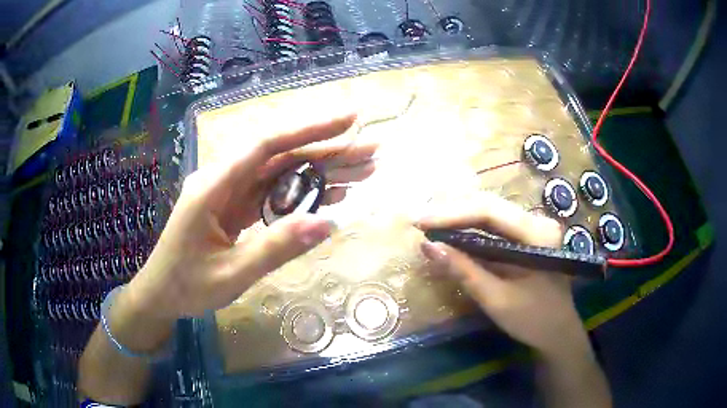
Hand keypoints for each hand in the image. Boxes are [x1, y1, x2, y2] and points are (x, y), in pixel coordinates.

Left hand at [124, 112, 376, 322]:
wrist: (161, 296)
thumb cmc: (186, 286)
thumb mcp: (232, 274)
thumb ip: (276, 248)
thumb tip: (328, 224)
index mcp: (213, 186)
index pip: (267, 146)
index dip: (309, 130)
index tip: (348, 120)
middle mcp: (223, 180)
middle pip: (280, 156)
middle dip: (328, 151)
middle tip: (371, 152)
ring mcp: (230, 193)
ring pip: (281, 173)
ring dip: (321, 172)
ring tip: (362, 172)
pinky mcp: (235, 208)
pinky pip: (273, 194)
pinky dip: (303, 195)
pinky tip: (331, 195)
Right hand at [416, 193, 585, 356]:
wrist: (558, 333)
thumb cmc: (533, 319)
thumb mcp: (497, 299)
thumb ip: (464, 271)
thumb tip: (428, 246)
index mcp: (537, 234)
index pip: (490, 212)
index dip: (452, 214)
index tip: (420, 222)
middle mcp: (537, 222)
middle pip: (489, 206)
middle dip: (453, 213)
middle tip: (420, 222)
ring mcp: (533, 228)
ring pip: (491, 214)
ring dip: (460, 220)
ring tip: (430, 226)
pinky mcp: (527, 238)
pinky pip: (495, 228)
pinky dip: (471, 231)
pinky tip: (452, 235)